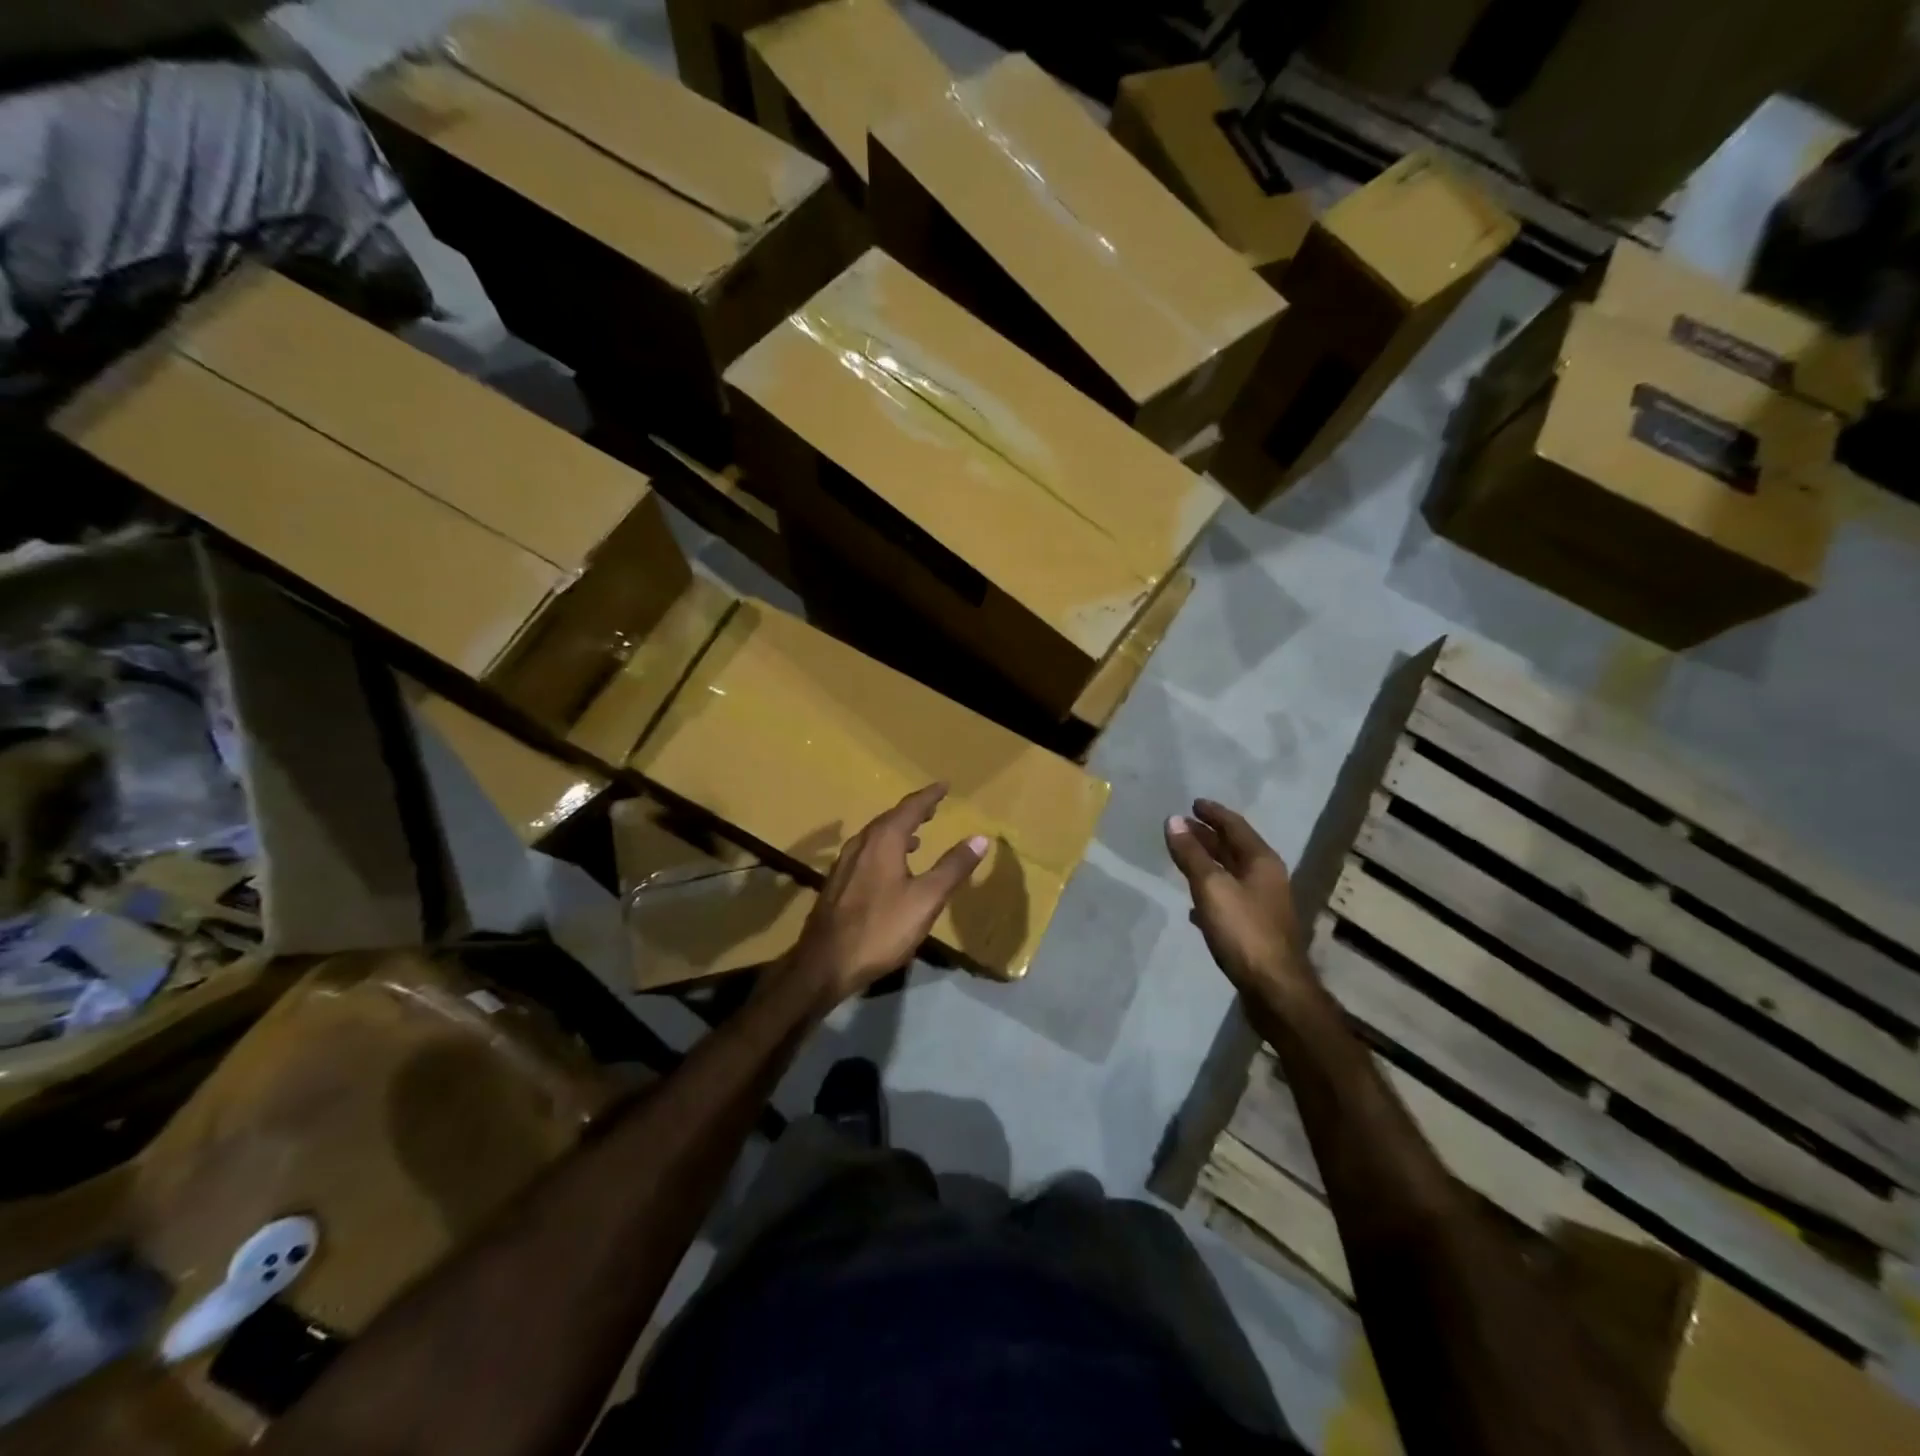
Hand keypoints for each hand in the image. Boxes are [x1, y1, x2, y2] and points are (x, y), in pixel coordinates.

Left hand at [780, 784, 988, 1010]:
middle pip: (890, 818)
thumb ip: (953, 867)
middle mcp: (861, 844)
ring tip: (917, 836)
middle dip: (913, 811)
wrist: (825, 962)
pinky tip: (890, 867)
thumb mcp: (926, 899)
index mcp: (884, 840)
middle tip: (933, 807)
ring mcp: (845, 863)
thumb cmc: (881, 928)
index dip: (929, 796)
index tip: (945, 786)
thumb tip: (980, 838)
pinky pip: (866, 852)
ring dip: (897, 830)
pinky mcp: (838, 883)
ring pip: (875, 836)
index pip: (910, 807)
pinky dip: (884, 848)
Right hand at [1165, 799, 1307, 999]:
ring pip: (1231, 874)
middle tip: (1184, 825)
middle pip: (1234, 848)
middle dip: (1209, 836)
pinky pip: (1229, 900)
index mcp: (1261, 862)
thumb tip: (1173, 820)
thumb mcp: (1211, 887)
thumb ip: (1191, 854)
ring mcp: (1262, 905)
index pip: (1235, 826)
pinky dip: (1211, 893)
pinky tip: (1194, 904)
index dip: (1213, 813)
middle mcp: (1266, 878)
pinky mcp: (1255, 929)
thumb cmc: (1244, 931)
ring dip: (1208, 863)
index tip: (1194, 803)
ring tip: (1184, 857)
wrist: (1274, 988)